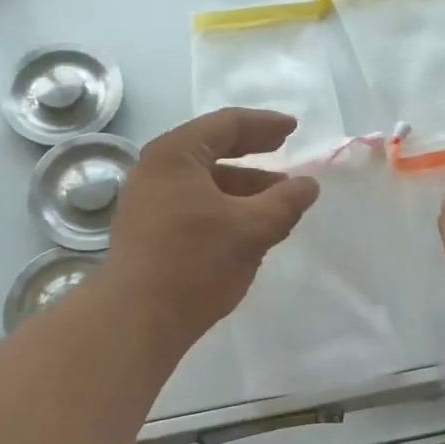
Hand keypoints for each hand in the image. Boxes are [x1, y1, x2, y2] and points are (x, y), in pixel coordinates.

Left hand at [106, 108, 320, 351]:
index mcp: (175, 154)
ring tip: (276, 200)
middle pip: (211, 149)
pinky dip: (223, 207)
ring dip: (241, 187)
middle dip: (252, 153)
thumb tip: (308, 185)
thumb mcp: (252, 229)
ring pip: (203, 182)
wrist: (136, 319)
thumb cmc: (196, 262)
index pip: (226, 124)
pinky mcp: (146, 231)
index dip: (264, 124)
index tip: (293, 129)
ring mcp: (146, 202)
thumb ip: (285, 202)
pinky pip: (191, 205)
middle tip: (283, 151)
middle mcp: (154, 170)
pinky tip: (246, 227)